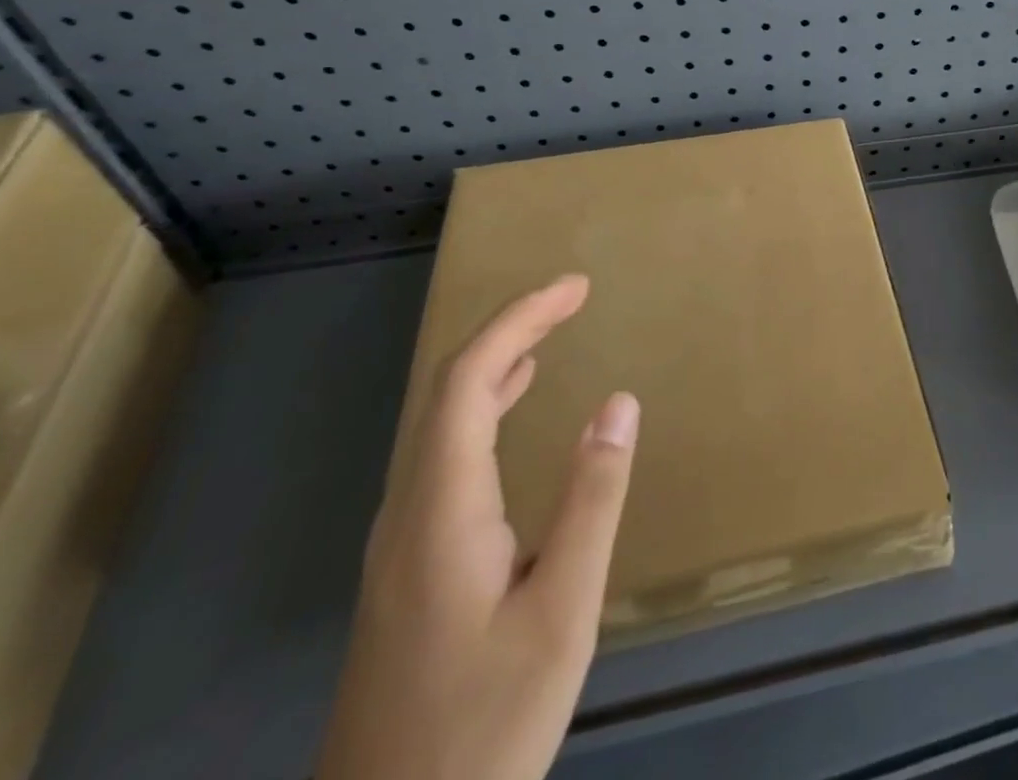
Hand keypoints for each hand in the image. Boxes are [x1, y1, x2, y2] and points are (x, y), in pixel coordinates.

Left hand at [315, 276, 638, 779]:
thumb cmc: (482, 730)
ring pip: (438, 424)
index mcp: (441, 510)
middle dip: (510, 329)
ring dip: (493, 365)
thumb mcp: (561, 614)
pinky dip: (480, 409)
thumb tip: (619, 402)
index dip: (519, 319)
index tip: (576, 288)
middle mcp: (407, 512)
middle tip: (571, 298)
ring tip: (546, 336)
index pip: (468, 380)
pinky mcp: (405, 569)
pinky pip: (440, 456)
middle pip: (447, 391)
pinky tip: (506, 414)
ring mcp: (398, 543)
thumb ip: (592, 500)